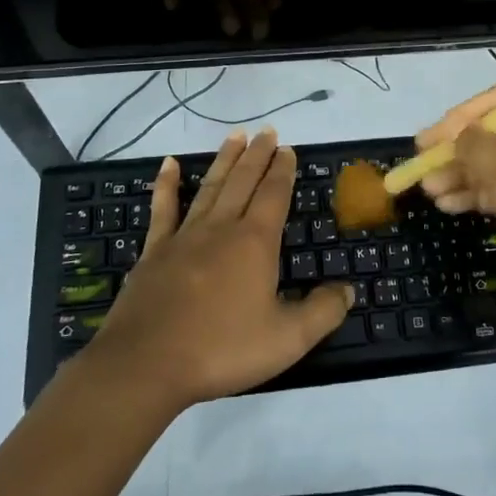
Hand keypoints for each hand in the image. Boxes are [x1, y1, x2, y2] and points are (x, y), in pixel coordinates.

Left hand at [90, 130, 351, 409]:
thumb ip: (322, 312)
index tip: (288, 149)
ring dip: (224, 160)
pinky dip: (166, 185)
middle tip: (267, 131)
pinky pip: (163, 209)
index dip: (283, 171)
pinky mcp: (155, 251)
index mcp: (255, 243)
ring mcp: (185, 236)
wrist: (146, 364)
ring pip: (210, 187)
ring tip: (236, 136)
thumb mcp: (287, 339)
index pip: (274, 195)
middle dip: (258, 155)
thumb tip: (349, 290)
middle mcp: (222, 228)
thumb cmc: (222, 349)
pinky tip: (168, 164)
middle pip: (243, 181)